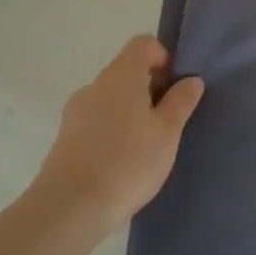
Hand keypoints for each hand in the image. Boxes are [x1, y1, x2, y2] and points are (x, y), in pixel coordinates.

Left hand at [31, 36, 203, 236]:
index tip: (175, 88)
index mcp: (121, 75)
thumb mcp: (167, 132)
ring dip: (131, 112)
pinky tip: (123, 162)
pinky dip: (112, 132)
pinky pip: (96, 122)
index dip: (164, 57)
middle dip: (150, 89)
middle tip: (167, 121)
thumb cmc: (127, 162)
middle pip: (127, 72)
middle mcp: (95, 86)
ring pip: (111, 99)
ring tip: (147, 146)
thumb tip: (191, 79)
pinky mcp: (64, 140)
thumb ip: (181, 102)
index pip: (143, 44)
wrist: (68, 210)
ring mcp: (75, 113)